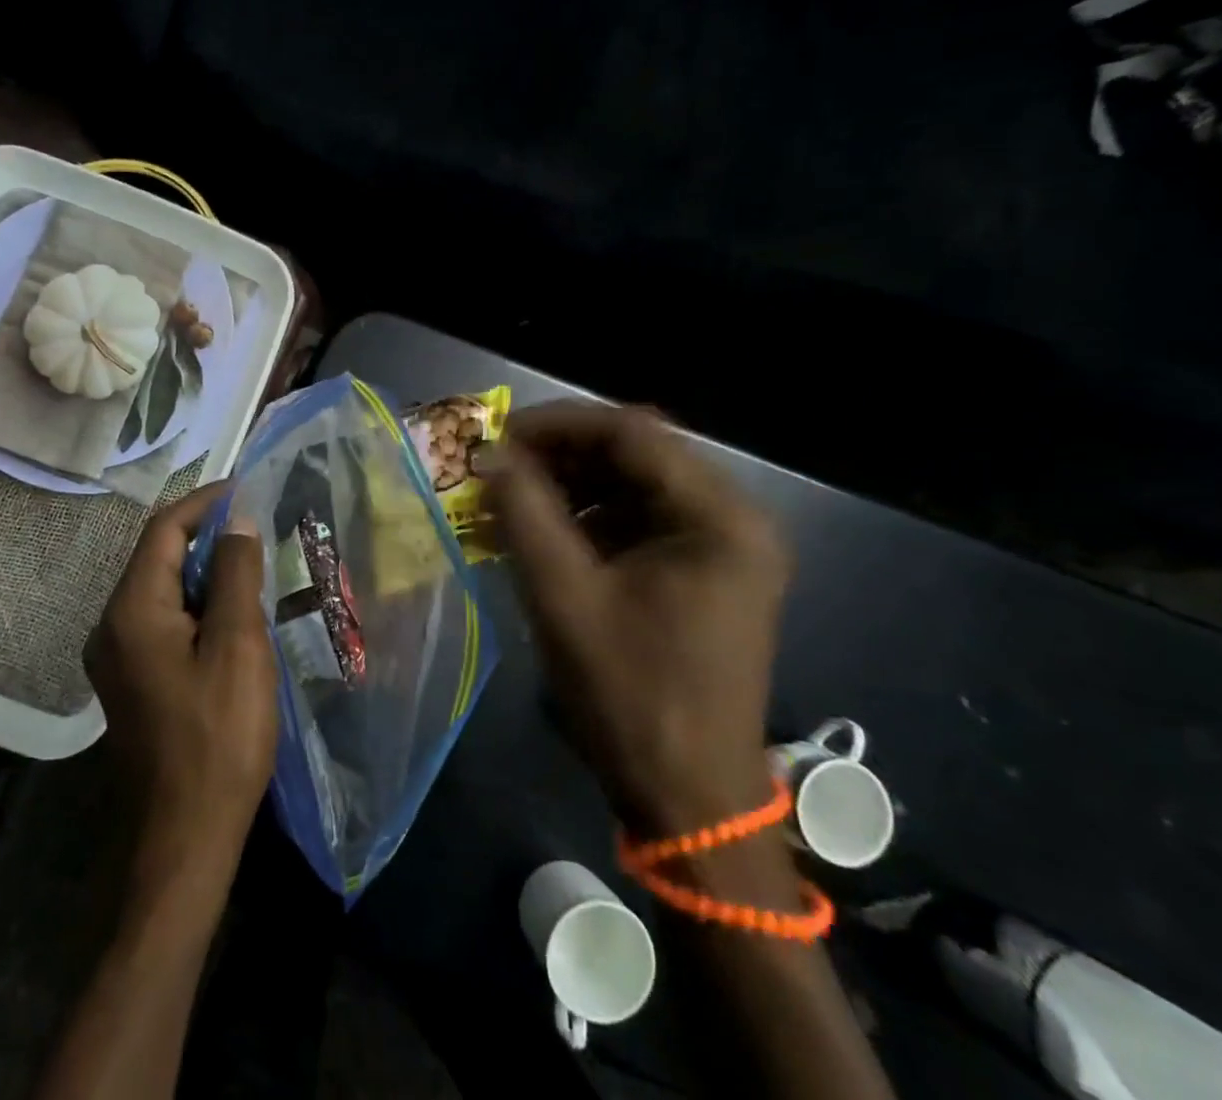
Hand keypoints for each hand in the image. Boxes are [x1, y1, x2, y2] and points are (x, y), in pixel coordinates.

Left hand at [86, 483, 278, 874]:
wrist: (185, 836)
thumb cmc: (219, 737)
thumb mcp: (238, 646)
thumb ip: (236, 574)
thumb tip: (238, 521)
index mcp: (132, 610)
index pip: (165, 529)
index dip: (205, 502)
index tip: (247, 490)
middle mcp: (112, 625)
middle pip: (158, 556)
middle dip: (207, 535)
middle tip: (258, 529)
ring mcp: (116, 656)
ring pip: (163, 589)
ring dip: (205, 571)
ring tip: (254, 567)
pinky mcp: (131, 680)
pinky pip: (163, 620)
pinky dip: (197, 604)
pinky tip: (233, 616)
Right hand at [482, 403, 789, 833]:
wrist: (688, 796)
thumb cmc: (629, 694)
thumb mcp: (563, 596)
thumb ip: (523, 513)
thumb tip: (489, 453)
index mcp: (718, 518)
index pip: (631, 432)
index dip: (557, 424)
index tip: (496, 436)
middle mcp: (732, 518)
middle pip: (636, 453)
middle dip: (560, 454)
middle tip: (497, 466)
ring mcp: (721, 546)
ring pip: (633, 484)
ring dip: (569, 484)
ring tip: (509, 497)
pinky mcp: (702, 571)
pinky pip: (638, 519)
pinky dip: (587, 517)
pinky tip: (540, 531)